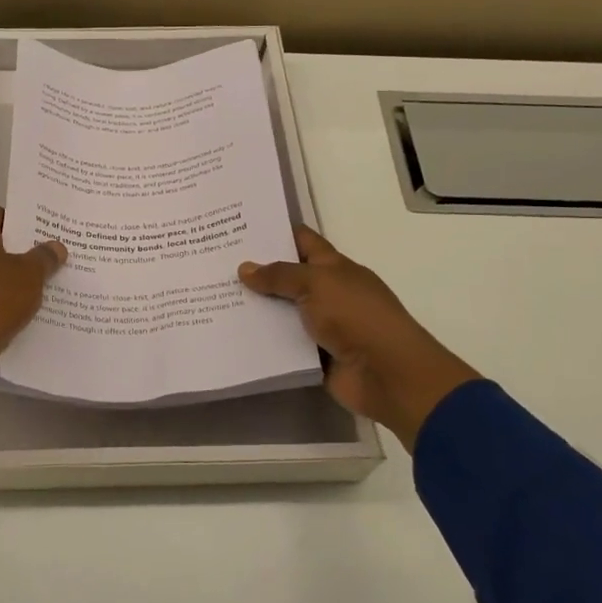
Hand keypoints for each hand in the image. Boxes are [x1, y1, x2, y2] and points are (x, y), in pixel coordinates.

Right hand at [239, 227, 480, 451]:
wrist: (387, 374)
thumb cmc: (356, 317)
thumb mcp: (317, 284)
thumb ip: (280, 275)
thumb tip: (245, 268)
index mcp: (336, 268)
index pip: (303, 242)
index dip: (276, 232)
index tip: (239, 227)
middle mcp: (329, 293)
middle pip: (288, 277)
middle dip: (257, 272)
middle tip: (215, 263)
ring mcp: (322, 326)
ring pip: (282, 312)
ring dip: (255, 308)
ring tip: (214, 297)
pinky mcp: (314, 356)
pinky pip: (282, 344)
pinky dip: (262, 341)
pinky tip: (231, 334)